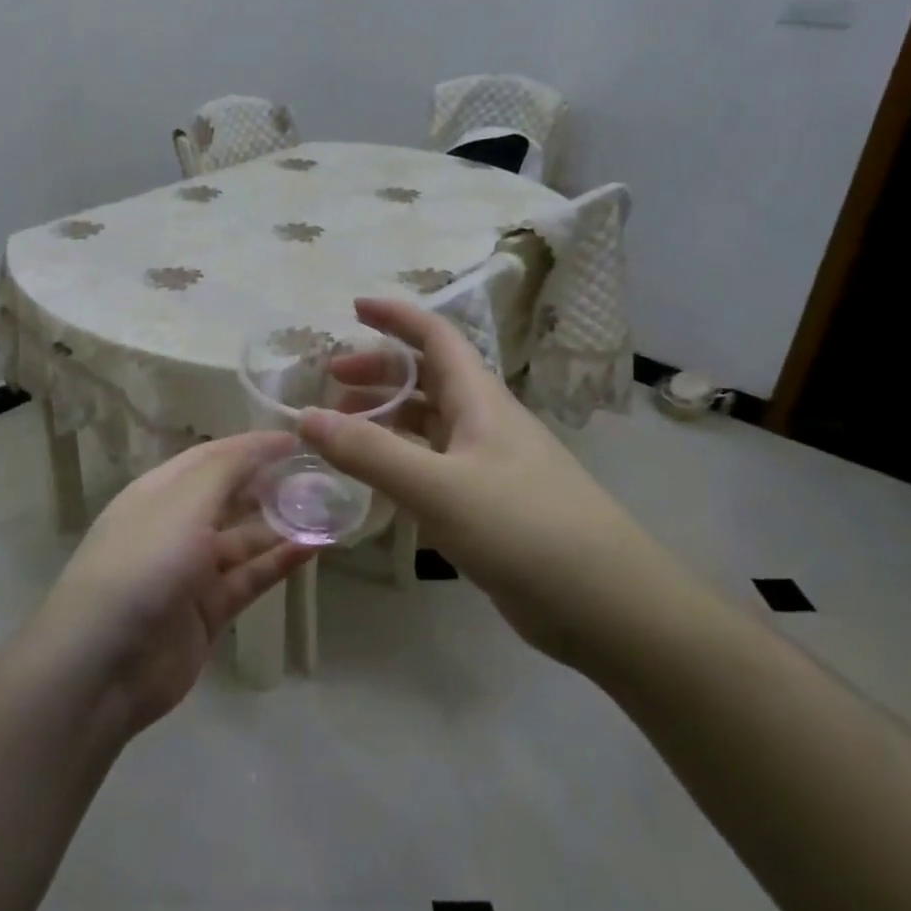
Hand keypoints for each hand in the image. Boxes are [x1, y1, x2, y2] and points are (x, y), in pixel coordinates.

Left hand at [29, 433, 312, 736]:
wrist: (103, 664)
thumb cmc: (143, 564)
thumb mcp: (183, 502)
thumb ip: (228, 468)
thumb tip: (267, 441)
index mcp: (159, 492)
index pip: (211, 457)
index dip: (252, 446)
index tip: (298, 440)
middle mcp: (175, 526)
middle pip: (230, 497)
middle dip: (270, 485)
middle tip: (320, 476)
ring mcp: (192, 571)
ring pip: (245, 540)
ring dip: (281, 525)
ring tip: (328, 510)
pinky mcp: (208, 612)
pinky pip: (250, 578)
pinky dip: (279, 563)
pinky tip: (314, 548)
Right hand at [299, 299, 690, 669]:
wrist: (605, 603)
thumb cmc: (523, 528)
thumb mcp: (438, 487)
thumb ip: (369, 453)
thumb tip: (306, 416)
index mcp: (480, 399)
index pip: (436, 336)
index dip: (396, 316)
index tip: (353, 307)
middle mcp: (484, 422)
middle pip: (427, 378)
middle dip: (379, 371)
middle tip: (331, 382)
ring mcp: (488, 464)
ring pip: (428, 424)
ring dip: (385, 417)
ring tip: (341, 431)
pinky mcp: (488, 504)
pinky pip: (433, 465)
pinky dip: (399, 461)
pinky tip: (377, 481)